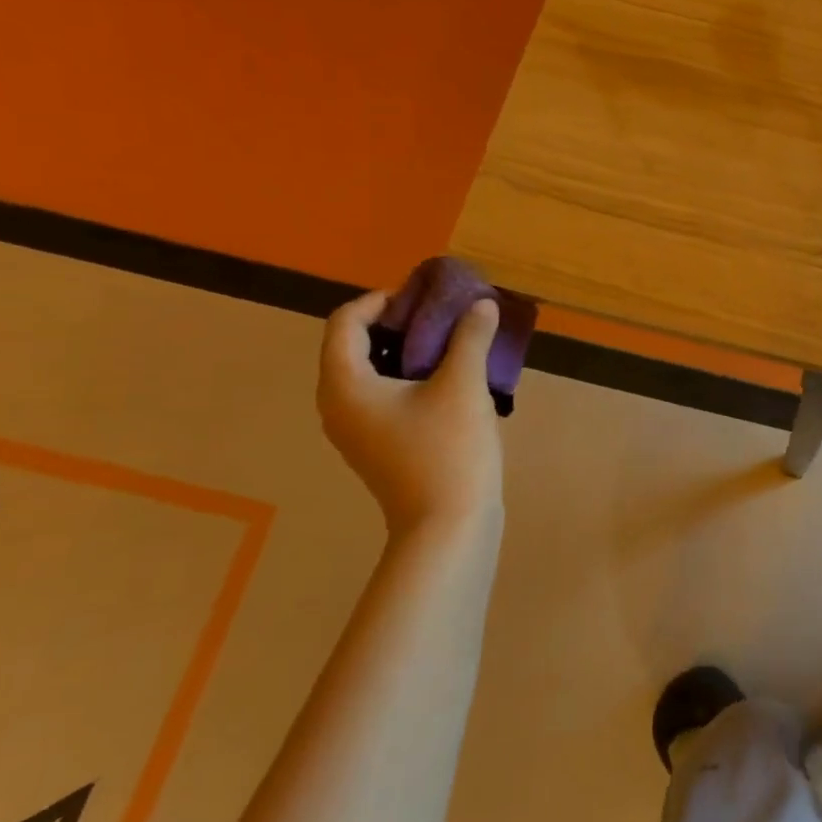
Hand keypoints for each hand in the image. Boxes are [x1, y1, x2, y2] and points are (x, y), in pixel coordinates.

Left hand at [318, 290, 504, 536]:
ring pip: (372, 371)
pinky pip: (385, 394)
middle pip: (355, 344)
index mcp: (345, 385)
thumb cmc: (448, 450)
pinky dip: (411, 376)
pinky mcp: (378, 444)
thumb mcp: (463, 385)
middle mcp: (339, 404)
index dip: (382, 299)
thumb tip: (482, 304)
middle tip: (444, 313)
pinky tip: (452, 378)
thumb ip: (470, 338)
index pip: (345, 321)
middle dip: (399, 322)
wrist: (449, 525)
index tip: (426, 296)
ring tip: (454, 341)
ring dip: (408, 349)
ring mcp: (357, 429)